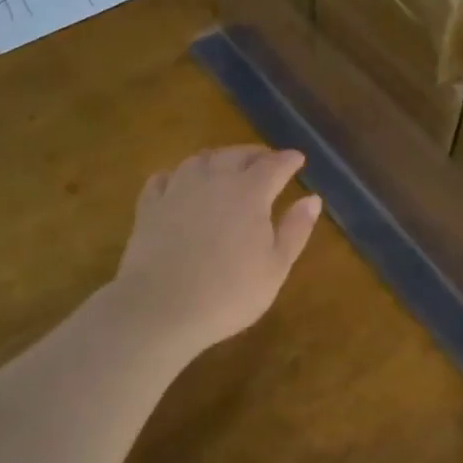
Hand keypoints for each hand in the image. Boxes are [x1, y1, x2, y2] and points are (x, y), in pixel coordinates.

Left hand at [113, 147, 322, 360]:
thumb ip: (295, 229)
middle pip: (236, 154)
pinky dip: (177, 175)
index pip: (274, 165)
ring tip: (225, 166)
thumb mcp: (275, 267)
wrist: (160, 308)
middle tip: (266, 160)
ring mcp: (178, 189)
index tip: (298, 159)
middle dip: (255, 154)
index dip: (288, 160)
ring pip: (200, 160)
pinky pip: (164, 178)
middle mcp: (214, 180)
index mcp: (250, 192)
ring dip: (218, 158)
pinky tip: (179, 182)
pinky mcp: (150, 206)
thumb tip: (313, 199)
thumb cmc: (229, 292)